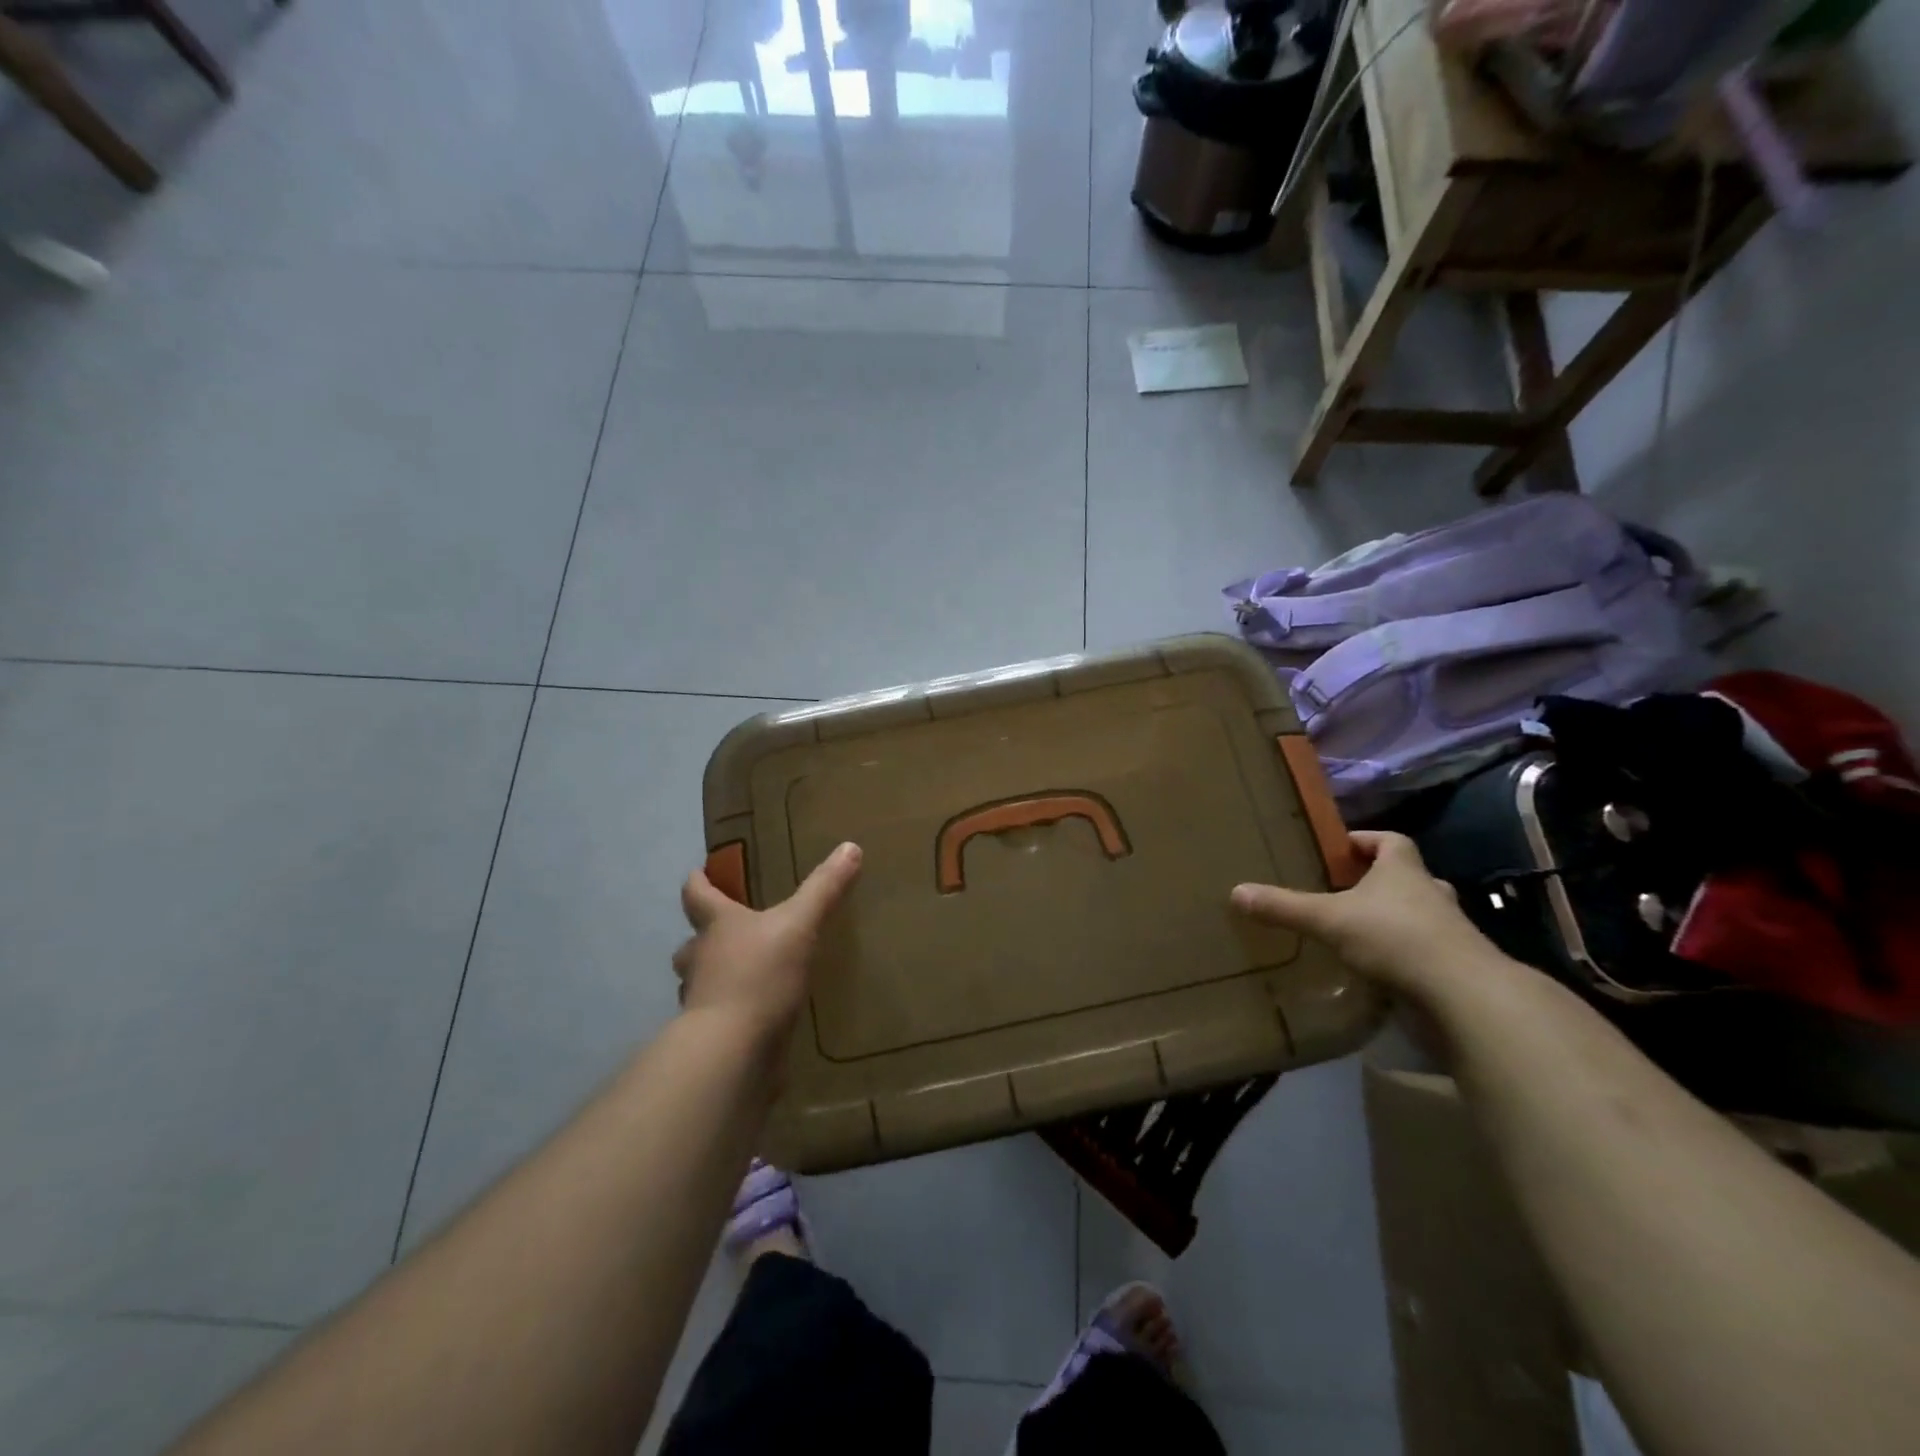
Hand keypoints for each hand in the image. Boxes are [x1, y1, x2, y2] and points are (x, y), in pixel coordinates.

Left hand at [673, 842, 861, 1040]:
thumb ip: (824, 889)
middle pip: (692, 943)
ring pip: (699, 981)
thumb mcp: (799, 925)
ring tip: (742, 974)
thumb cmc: (759, 975)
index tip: (697, 872)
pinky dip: (731, 1012)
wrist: (732, 1050)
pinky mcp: (713, 1036)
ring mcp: (701, 1001)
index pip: (696, 895)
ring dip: (714, 975)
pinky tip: (754, 1016)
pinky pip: (719, 1017)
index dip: (698, 882)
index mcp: (717, 926)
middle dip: (703, 937)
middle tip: (725, 933)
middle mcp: (700, 959)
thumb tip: (850, 846)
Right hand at [1230, 831, 1493, 999]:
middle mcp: (1431, 894)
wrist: (1464, 995)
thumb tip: (1236, 892)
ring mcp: (1450, 932)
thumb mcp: (1328, 920)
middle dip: (1379, 882)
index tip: (1341, 848)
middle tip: (1346, 892)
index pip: (1390, 841)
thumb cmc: (1395, 938)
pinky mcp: (1455, 968)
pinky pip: (1425, 952)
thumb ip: (1285, 907)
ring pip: (1420, 915)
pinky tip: (1378, 970)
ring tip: (1357, 932)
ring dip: (1394, 920)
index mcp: (1404, 871)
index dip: (1366, 840)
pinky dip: (1403, 956)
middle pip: (1408, 877)